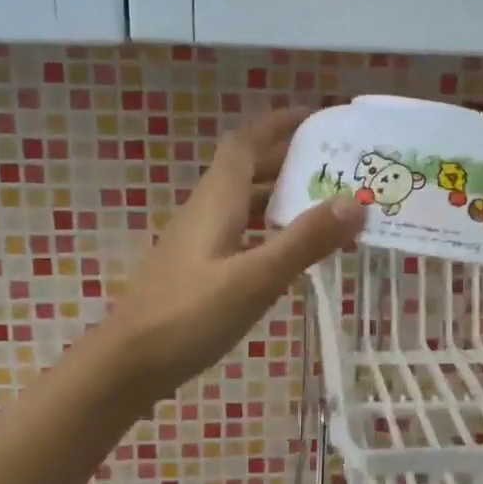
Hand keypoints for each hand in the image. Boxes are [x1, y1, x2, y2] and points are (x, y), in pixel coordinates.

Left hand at [95, 110, 363, 402]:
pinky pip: (240, 233)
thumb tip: (355, 202)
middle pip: (247, 170)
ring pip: (244, 204)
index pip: (245, 142)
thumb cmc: (188, 316)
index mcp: (216, 201)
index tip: (317, 118)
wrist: (127, 365)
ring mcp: (198, 242)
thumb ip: (303, 241)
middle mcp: (205, 212)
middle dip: (289, 159)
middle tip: (336, 166)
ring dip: (281, 197)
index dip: (278, 124)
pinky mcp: (197, 270)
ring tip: (325, 206)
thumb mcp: (254, 278)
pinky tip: (289, 252)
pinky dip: (268, 231)